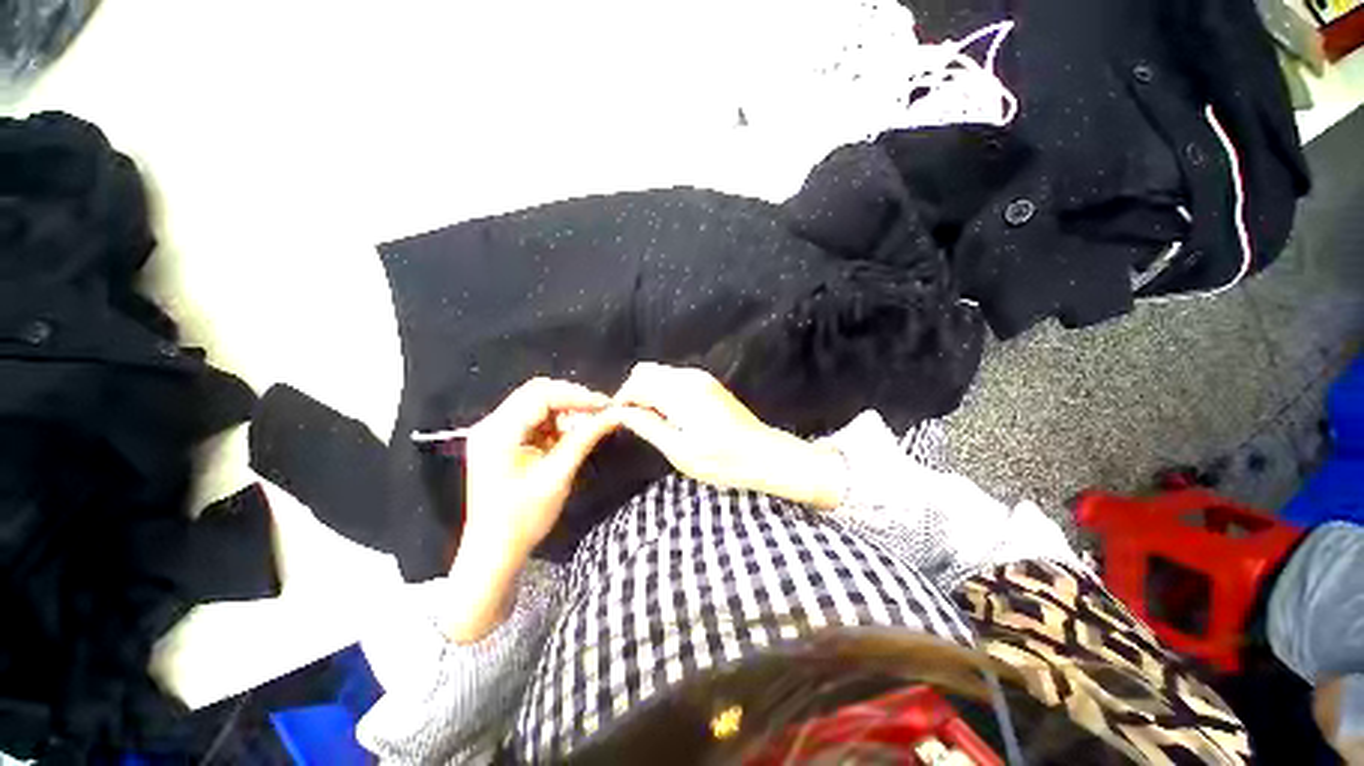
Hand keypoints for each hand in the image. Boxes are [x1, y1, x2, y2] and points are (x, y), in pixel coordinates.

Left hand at [463, 377, 619, 563]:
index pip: (541, 396)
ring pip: (536, 403)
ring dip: (565, 410)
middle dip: (572, 399)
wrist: (493, 551)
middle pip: (536, 393)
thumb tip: (612, 415)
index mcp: (498, 433)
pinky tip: (570, 434)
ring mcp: (494, 431)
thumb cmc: (523, 519)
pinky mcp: (501, 440)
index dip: (576, 396)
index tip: (605, 405)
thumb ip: (584, 439)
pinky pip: (533, 418)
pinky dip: (555, 422)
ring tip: (587, 425)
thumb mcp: (557, 476)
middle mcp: (491, 425)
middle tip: (600, 412)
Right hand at [614, 363, 846, 509]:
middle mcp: (688, 377)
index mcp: (679, 393)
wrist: (762, 454)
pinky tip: (669, 414)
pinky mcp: (708, 383)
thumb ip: (648, 426)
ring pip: (660, 372)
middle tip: (634, 420)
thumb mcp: (678, 450)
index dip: (622, 400)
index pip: (637, 384)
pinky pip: (674, 378)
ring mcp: (700, 377)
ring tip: (651, 420)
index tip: (617, 419)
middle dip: (633, 391)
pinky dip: (663, 390)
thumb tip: (621, 413)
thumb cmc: (720, 459)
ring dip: (648, 390)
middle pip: (646, 371)